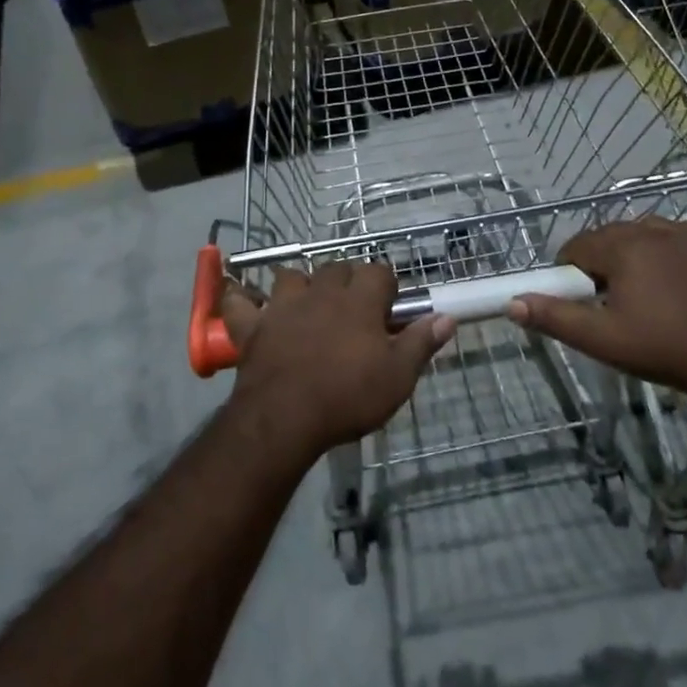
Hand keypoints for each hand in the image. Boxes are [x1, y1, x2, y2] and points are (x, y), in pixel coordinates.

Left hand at [220, 260, 454, 462]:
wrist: (285, 418)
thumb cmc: (348, 397)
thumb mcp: (397, 377)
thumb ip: (420, 343)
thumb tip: (447, 317)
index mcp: (359, 301)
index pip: (379, 272)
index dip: (387, 286)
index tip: (390, 308)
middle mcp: (321, 293)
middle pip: (337, 268)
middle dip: (348, 280)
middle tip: (354, 309)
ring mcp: (282, 306)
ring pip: (291, 276)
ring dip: (301, 284)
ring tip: (308, 304)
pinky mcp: (253, 326)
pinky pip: (239, 303)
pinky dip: (240, 300)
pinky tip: (243, 301)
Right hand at [507, 217, 686, 393]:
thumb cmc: (661, 348)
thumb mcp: (601, 339)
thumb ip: (554, 317)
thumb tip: (513, 303)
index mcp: (622, 247)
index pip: (578, 246)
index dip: (570, 271)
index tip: (579, 298)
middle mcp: (653, 229)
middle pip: (610, 236)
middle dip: (602, 261)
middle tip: (609, 301)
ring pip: (646, 232)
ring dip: (636, 251)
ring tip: (643, 289)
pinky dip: (677, 245)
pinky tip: (680, 268)